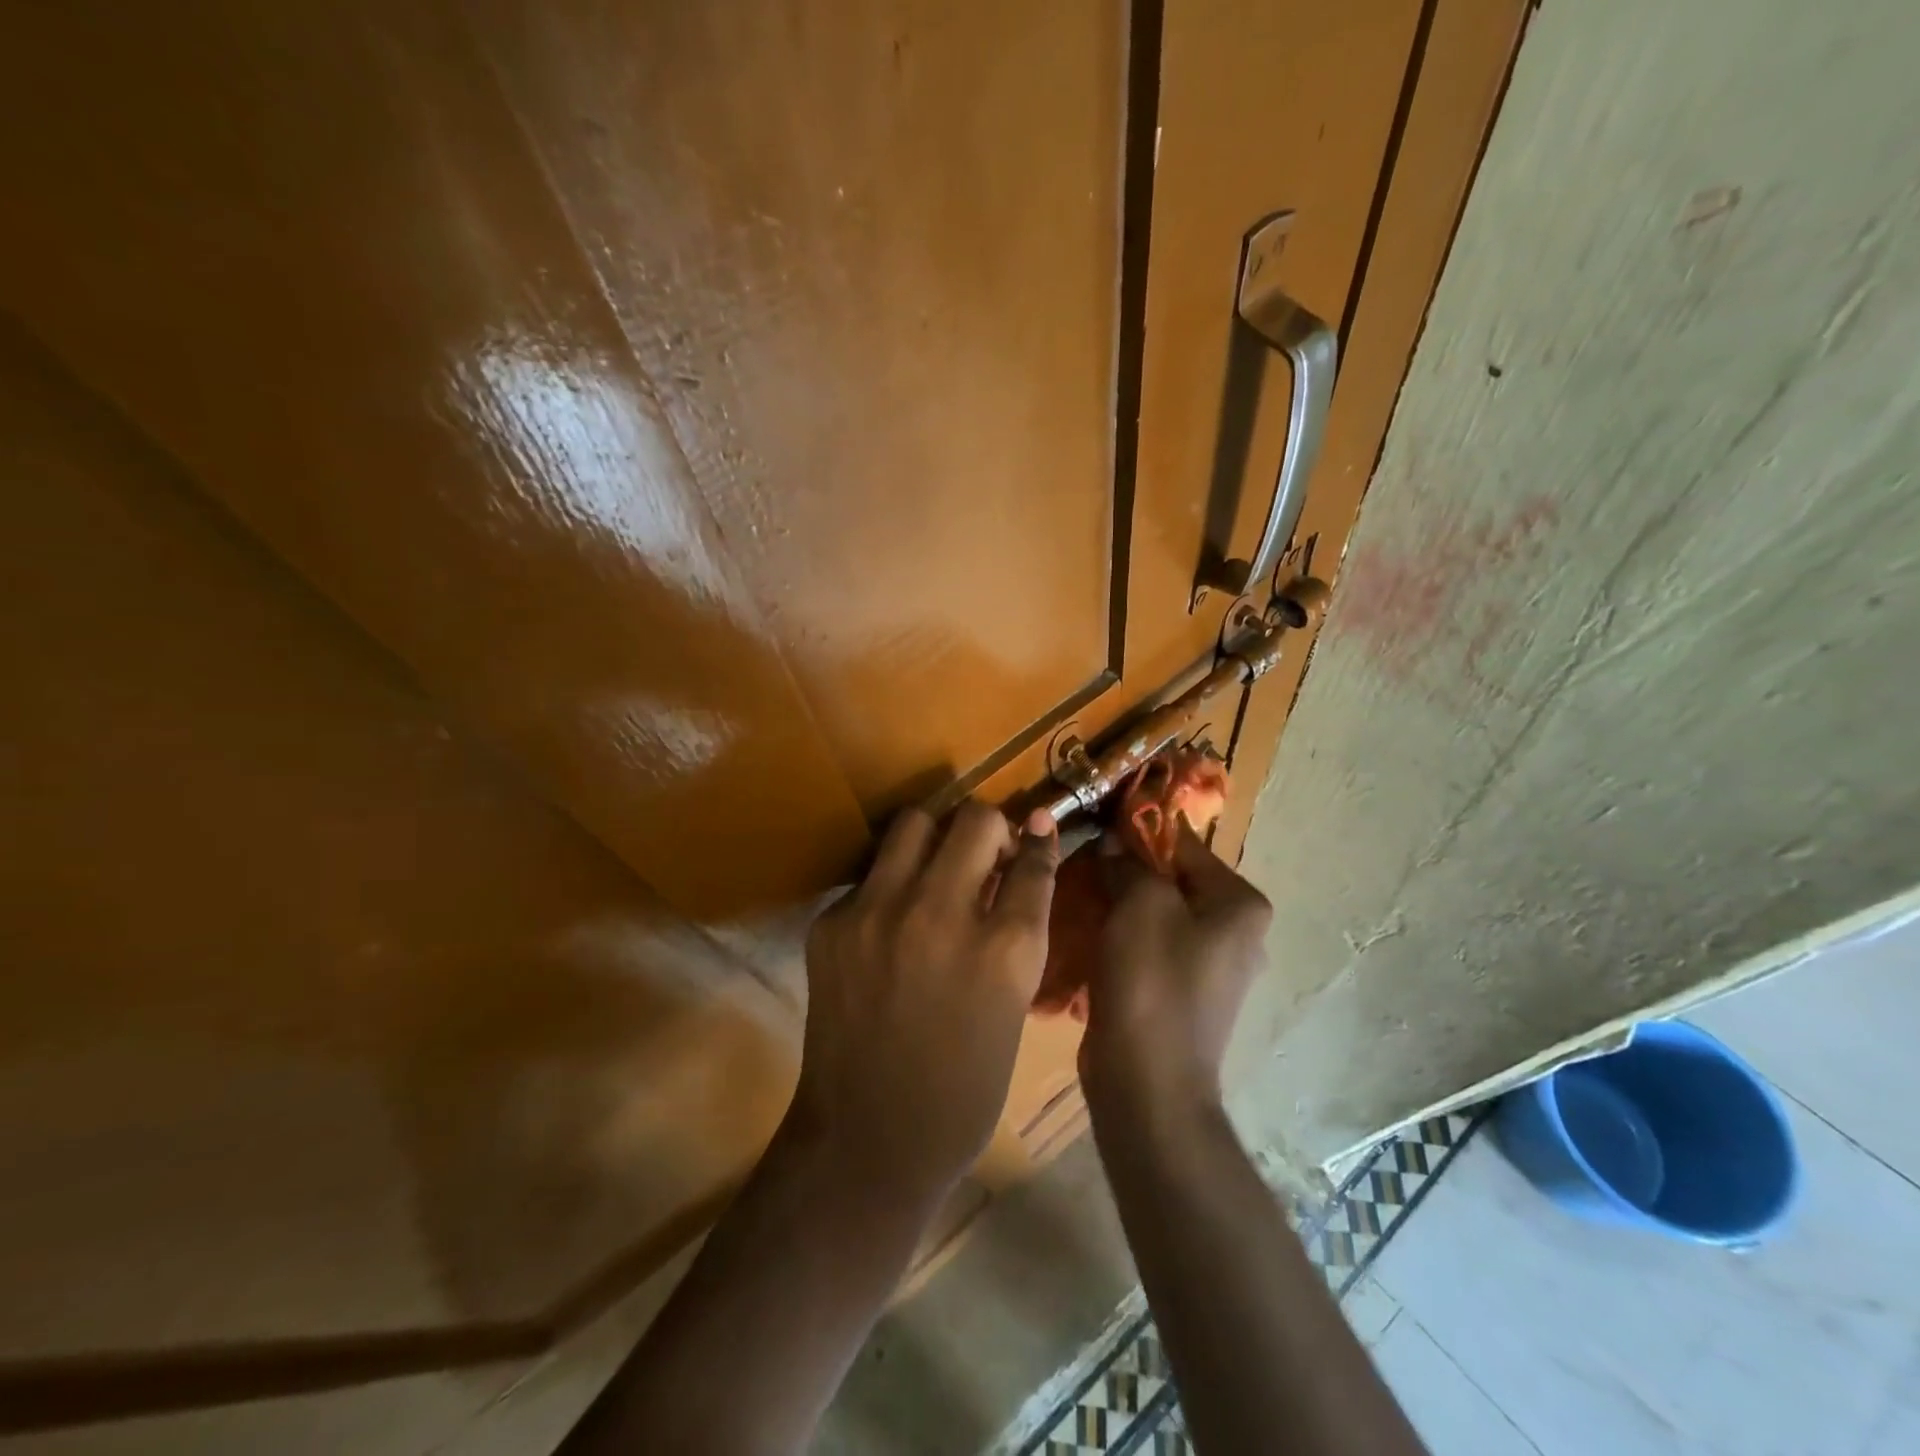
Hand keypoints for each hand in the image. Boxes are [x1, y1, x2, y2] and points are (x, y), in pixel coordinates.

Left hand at [790, 801, 1058, 1201]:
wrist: (868, 1139)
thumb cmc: (964, 1088)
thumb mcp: (1013, 1006)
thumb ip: (1018, 931)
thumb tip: (1021, 865)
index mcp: (1005, 949)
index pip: (1033, 859)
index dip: (1039, 840)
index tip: (1037, 830)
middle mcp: (942, 914)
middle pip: (976, 820)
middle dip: (990, 829)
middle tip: (985, 856)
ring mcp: (879, 913)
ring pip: (914, 822)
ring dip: (935, 837)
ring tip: (935, 871)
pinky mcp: (832, 923)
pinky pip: (870, 874)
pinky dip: (889, 885)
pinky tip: (890, 923)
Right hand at [1079, 821, 1271, 1114]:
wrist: (1148, 1084)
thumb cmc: (1152, 981)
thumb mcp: (1140, 903)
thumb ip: (1128, 862)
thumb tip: (1114, 843)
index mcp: (1239, 905)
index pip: (1184, 843)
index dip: (1137, 828)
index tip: (1094, 820)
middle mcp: (1233, 932)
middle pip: (1169, 880)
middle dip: (1122, 869)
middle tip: (1079, 862)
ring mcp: (1208, 967)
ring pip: (1153, 914)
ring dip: (1116, 903)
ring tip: (1075, 895)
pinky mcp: (1180, 994)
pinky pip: (1147, 947)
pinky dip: (1119, 937)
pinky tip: (1085, 935)